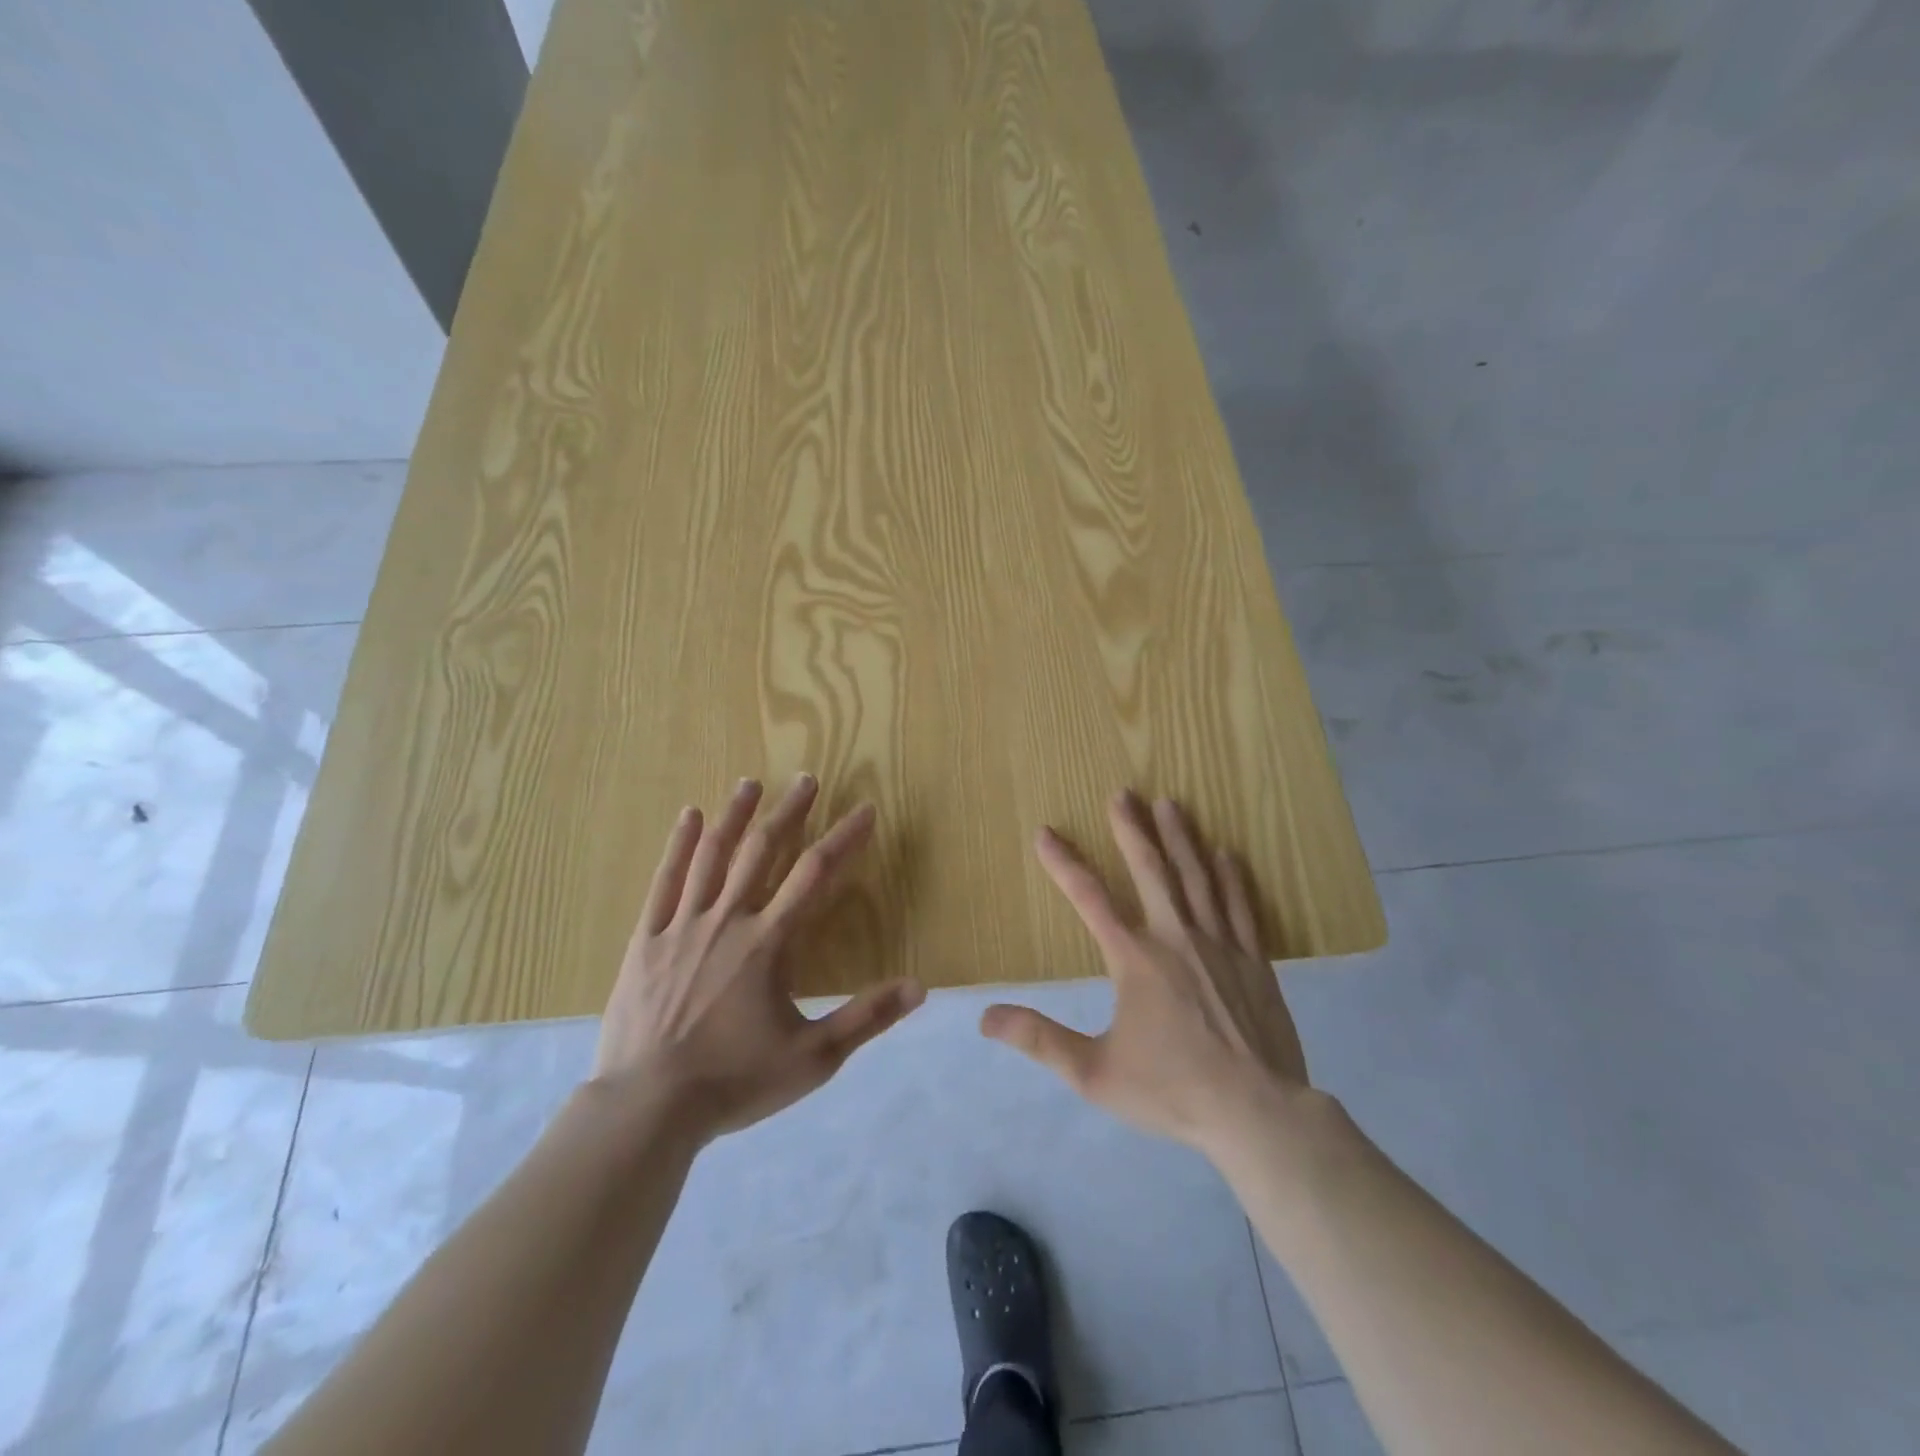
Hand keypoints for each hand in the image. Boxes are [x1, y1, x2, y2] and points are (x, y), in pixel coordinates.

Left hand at [591, 774, 924, 1143]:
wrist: (647, 1107)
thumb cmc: (734, 1081)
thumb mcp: (813, 1058)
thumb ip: (867, 1018)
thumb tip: (920, 987)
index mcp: (769, 942)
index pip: (816, 873)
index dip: (845, 837)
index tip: (865, 810)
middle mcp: (728, 919)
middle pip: (763, 850)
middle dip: (790, 812)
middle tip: (806, 779)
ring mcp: (682, 925)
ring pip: (712, 855)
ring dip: (735, 815)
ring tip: (751, 783)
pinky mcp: (646, 939)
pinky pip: (664, 881)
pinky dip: (679, 845)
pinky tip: (690, 817)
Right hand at [981, 791, 1308, 1155]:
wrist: (1257, 1113)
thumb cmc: (1172, 1090)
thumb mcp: (1094, 1072)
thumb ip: (1040, 1040)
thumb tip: (985, 1018)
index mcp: (1135, 960)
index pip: (1089, 899)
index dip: (1064, 863)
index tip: (1046, 833)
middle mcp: (1176, 938)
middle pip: (1150, 870)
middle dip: (1132, 829)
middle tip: (1122, 794)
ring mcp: (1220, 944)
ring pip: (1196, 877)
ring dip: (1180, 837)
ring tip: (1170, 803)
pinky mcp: (1254, 959)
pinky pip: (1239, 905)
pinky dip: (1229, 875)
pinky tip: (1225, 852)